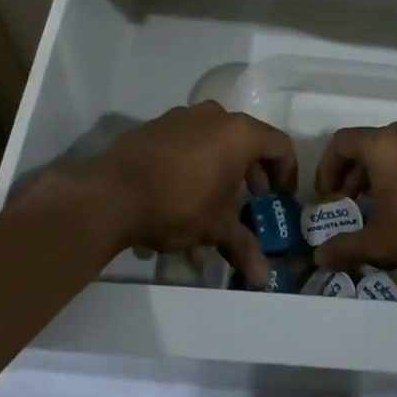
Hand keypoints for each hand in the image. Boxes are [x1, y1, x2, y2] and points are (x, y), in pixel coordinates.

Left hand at [48, 102, 296, 287]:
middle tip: (250, 200)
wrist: (110, 195)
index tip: (280, 197)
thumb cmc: (178, 205)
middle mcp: (214, 116)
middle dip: (252, 173)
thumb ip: (243, 247)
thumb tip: (264, 280)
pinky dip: (193, 165)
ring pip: (214, 142)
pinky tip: (179, 197)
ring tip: (212, 206)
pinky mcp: (155, 127)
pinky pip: (186, 143)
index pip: (279, 145)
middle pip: (246, 140)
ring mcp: (182, 117)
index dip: (286, 172)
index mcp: (239, 133)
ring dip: (220, 170)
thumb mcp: (215, 228)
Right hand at [309, 118, 396, 275]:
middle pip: (370, 143)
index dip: (328, 167)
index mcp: (384, 144)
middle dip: (355, 172)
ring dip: (383, 171)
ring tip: (384, 204)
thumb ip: (346, 247)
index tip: (328, 195)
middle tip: (353, 202)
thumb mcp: (382, 242)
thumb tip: (318, 258)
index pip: (342, 142)